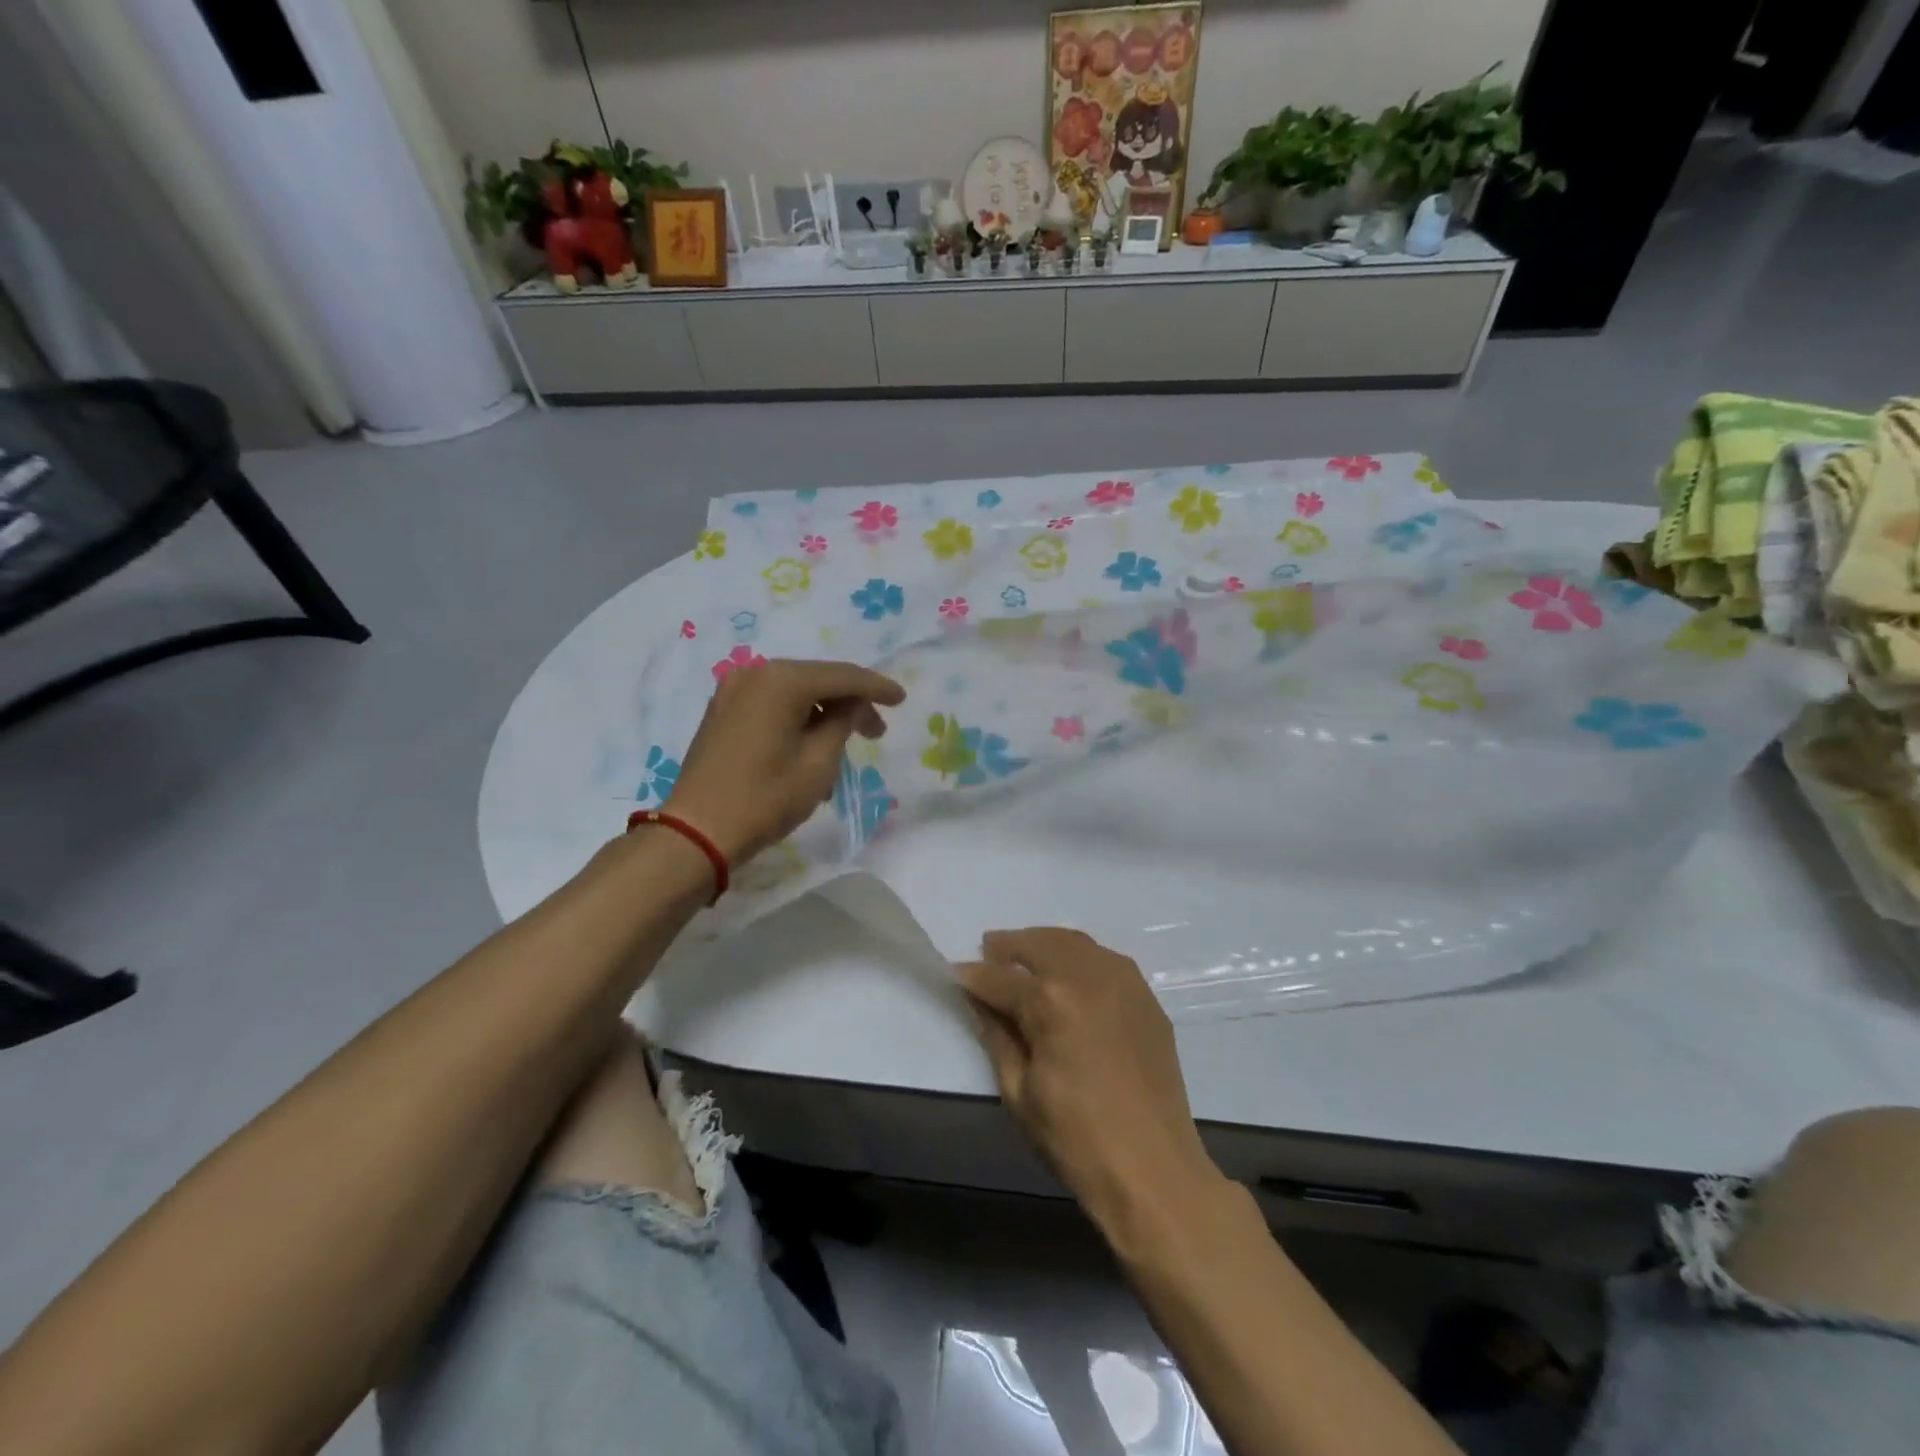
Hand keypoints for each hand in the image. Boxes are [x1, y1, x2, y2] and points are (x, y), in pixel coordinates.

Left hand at [666, 659, 904, 865]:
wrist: (697, 831)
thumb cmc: (765, 797)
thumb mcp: (819, 763)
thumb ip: (842, 723)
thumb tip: (850, 705)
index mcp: (781, 680)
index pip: (842, 676)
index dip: (876, 688)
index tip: (901, 699)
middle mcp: (755, 673)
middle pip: (817, 680)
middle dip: (850, 703)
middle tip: (876, 732)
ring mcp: (733, 690)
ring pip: (794, 693)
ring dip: (823, 715)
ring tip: (844, 748)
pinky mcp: (722, 711)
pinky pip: (772, 705)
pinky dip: (797, 720)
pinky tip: (812, 747)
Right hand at [958, 928, 1219, 1231]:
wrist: (1154, 1170)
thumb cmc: (1076, 1138)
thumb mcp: (1019, 1091)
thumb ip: (997, 1034)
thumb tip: (980, 999)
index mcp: (1051, 1001)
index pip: (1000, 978)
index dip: (973, 977)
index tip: (956, 974)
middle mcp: (1088, 976)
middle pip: (1039, 944)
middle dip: (1008, 945)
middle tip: (988, 950)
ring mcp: (1124, 982)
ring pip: (1075, 943)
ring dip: (1044, 943)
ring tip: (1025, 955)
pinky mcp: (1146, 998)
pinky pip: (1105, 960)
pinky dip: (1079, 957)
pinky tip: (1069, 974)